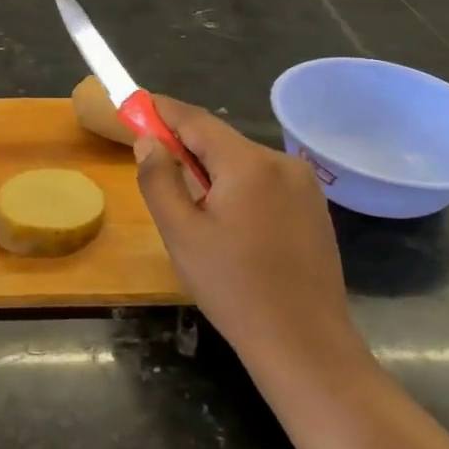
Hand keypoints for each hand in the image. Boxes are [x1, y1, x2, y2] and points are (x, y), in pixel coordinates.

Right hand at [135, 95, 360, 366]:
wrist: (303, 342)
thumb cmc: (232, 287)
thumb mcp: (180, 233)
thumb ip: (159, 180)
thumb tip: (148, 142)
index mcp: (249, 164)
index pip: (196, 120)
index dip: (161, 111)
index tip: (134, 105)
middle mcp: (282, 163)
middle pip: (220, 141)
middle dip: (185, 148)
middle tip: (154, 168)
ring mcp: (304, 186)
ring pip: (242, 163)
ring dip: (211, 172)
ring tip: (192, 212)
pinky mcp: (314, 209)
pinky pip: (264, 183)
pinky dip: (237, 189)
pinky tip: (228, 226)